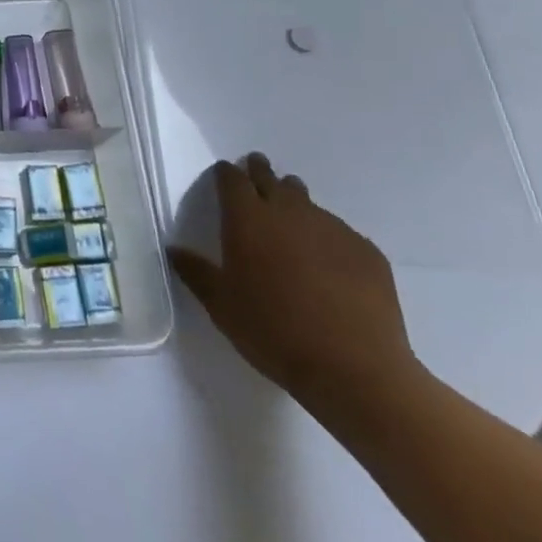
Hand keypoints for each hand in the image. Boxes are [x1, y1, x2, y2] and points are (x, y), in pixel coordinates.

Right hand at [172, 154, 419, 421]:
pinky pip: (339, 233)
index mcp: (247, 219)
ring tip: (291, 224)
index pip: (232, 179)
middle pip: (271, 178)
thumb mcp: (221, 306)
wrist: (354, 369)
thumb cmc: (273, 332)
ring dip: (294, 204)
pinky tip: (328, 266)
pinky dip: (327, 239)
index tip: (223, 175)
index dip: (226, 174)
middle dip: (260, 173)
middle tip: (256, 175)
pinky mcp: (366, 251)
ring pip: (307, 203)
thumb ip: (196, 272)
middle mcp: (289, 212)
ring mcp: (332, 228)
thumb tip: (174, 250)